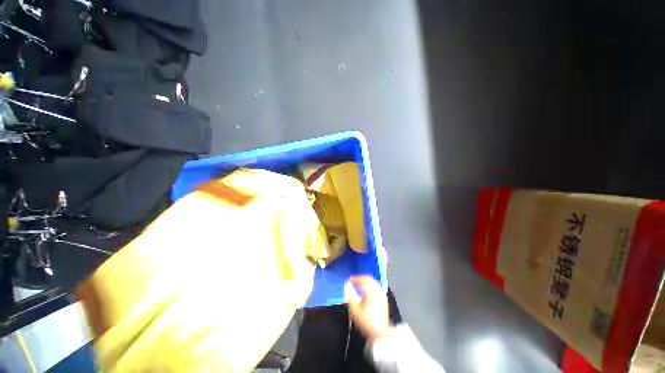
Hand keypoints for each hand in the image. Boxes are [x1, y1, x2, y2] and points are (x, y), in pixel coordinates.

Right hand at [345, 276, 389, 341]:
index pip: (362, 280)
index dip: (354, 279)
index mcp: (371, 291)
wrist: (381, 333)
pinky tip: (366, 290)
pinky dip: (370, 285)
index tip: (348, 280)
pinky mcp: (383, 299)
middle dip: (360, 278)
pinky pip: (376, 286)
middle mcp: (377, 290)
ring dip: (365, 281)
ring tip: (358, 285)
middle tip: (353, 281)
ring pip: (373, 282)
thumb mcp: (355, 310)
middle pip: (368, 279)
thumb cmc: (367, 322)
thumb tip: (347, 285)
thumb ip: (350, 295)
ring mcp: (382, 294)